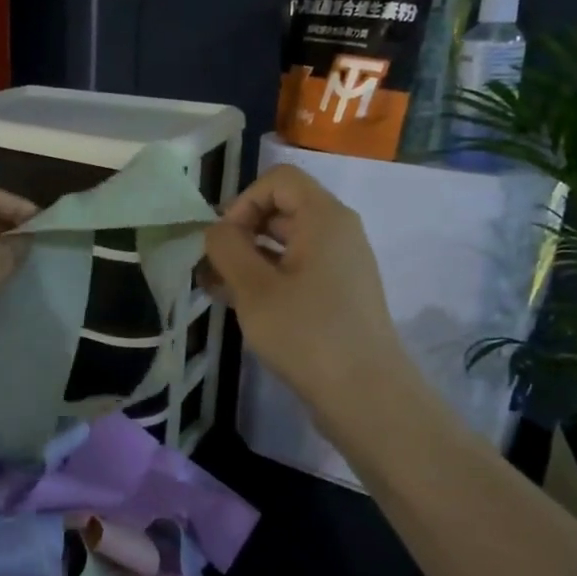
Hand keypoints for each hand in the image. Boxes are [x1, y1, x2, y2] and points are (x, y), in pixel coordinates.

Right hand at [202, 165, 416, 417]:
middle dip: (240, 233)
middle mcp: (337, 232)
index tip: (224, 241)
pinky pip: (297, 270)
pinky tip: (240, 305)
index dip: (243, 201)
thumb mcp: (254, 288)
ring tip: (216, 290)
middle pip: (281, 210)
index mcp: (324, 218)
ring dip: (247, 259)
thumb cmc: (307, 333)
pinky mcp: (338, 295)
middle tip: (210, 269)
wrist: (366, 395)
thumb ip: (227, 248)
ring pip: (285, 244)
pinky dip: (267, 279)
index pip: (278, 180)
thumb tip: (217, 230)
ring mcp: (340, 265)